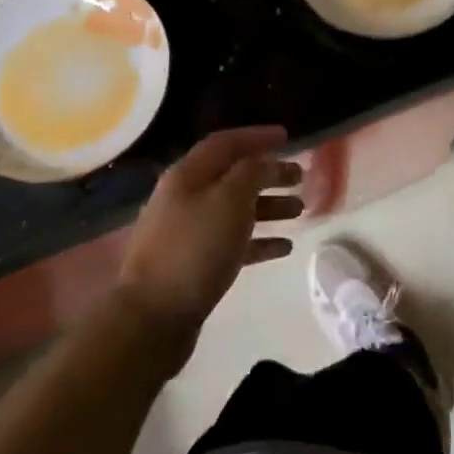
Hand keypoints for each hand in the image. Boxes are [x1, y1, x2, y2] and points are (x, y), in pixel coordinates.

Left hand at [115, 127, 301, 354]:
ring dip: (268, 206)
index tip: (287, 136)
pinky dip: (259, 240)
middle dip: (268, 173)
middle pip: (233, 176)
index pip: (225, 143)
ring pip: (235, 210)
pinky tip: (285, 247)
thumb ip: (251, 173)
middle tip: (300, 176)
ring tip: (300, 210)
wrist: (153, 317)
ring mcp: (188, 233)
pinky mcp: (194, 264)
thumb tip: (264, 162)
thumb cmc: (195, 249)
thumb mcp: (229, 201)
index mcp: (188, 175)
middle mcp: (185, 198)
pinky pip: (233, 243)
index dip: (256, 136)